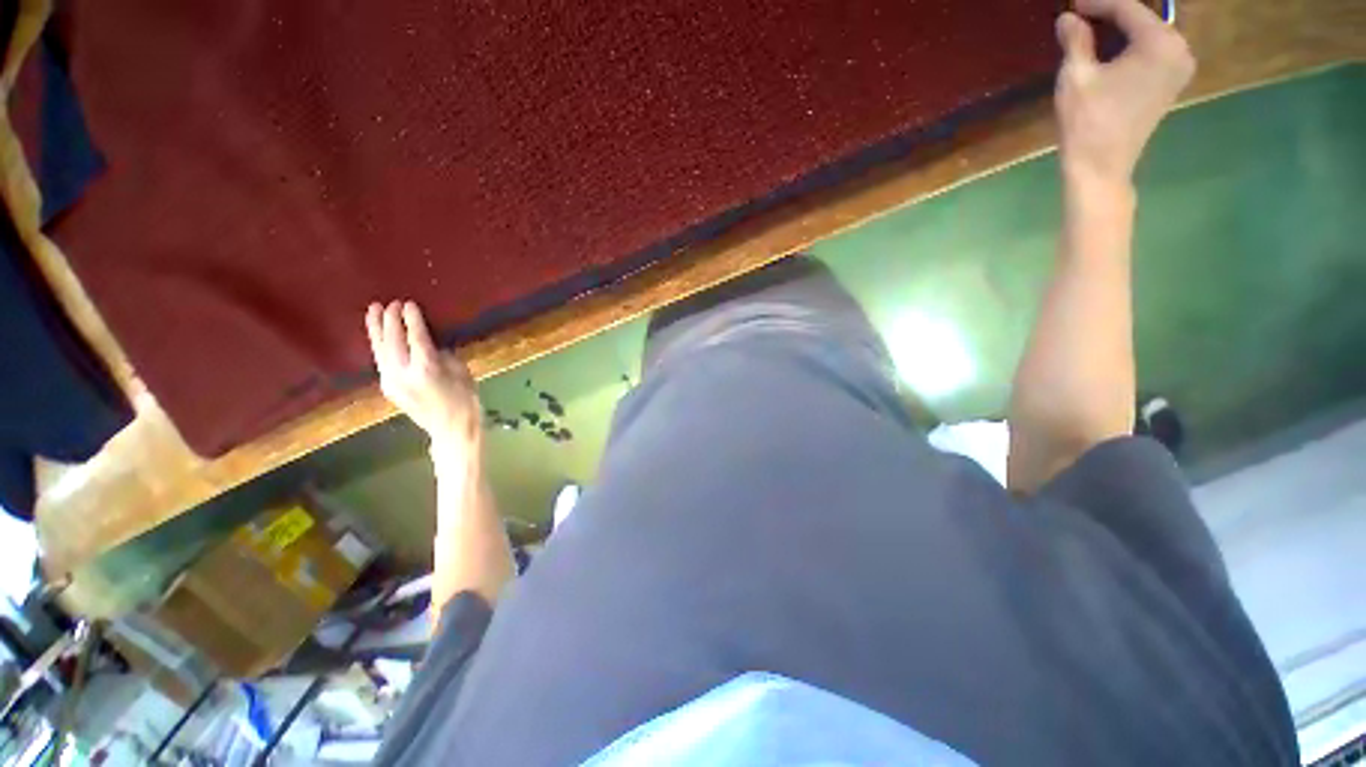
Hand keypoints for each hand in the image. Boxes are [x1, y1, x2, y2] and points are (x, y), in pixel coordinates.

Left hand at [365, 301, 480, 451]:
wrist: (452, 428)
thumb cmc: (465, 399)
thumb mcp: (461, 372)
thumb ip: (442, 356)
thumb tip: (429, 344)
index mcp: (426, 369)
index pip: (416, 337)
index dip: (412, 319)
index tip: (409, 304)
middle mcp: (403, 373)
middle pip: (393, 341)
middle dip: (391, 320)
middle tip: (392, 303)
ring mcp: (392, 381)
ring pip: (380, 350)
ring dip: (377, 329)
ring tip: (373, 310)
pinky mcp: (388, 387)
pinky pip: (381, 360)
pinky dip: (379, 345)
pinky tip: (380, 336)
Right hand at [1054, 0, 1195, 186]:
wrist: (1101, 167)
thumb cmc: (1087, 122)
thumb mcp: (1076, 76)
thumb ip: (1076, 40)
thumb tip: (1068, 18)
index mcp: (1160, 42)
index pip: (1127, 7)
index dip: (1097, 3)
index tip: (1072, 5)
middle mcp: (1179, 48)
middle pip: (1143, 17)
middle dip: (1113, 14)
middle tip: (1082, 17)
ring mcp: (1180, 67)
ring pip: (1149, 33)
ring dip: (1122, 29)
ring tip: (1092, 30)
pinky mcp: (1172, 82)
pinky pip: (1154, 50)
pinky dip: (1132, 45)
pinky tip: (1110, 49)